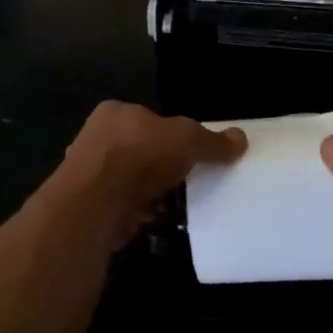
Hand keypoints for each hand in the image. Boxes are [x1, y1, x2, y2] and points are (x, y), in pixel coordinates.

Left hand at [52, 101, 246, 247]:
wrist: (96, 203)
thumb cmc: (139, 156)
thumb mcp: (187, 139)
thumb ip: (213, 141)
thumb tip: (241, 138)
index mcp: (115, 112)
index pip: (149, 119)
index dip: (172, 134)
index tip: (192, 153)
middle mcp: (97, 138)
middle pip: (141, 150)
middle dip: (164, 166)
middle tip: (191, 180)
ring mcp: (90, 174)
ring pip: (133, 181)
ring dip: (154, 192)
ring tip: (181, 203)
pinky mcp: (92, 206)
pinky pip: (126, 206)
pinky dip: (143, 213)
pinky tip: (161, 220)